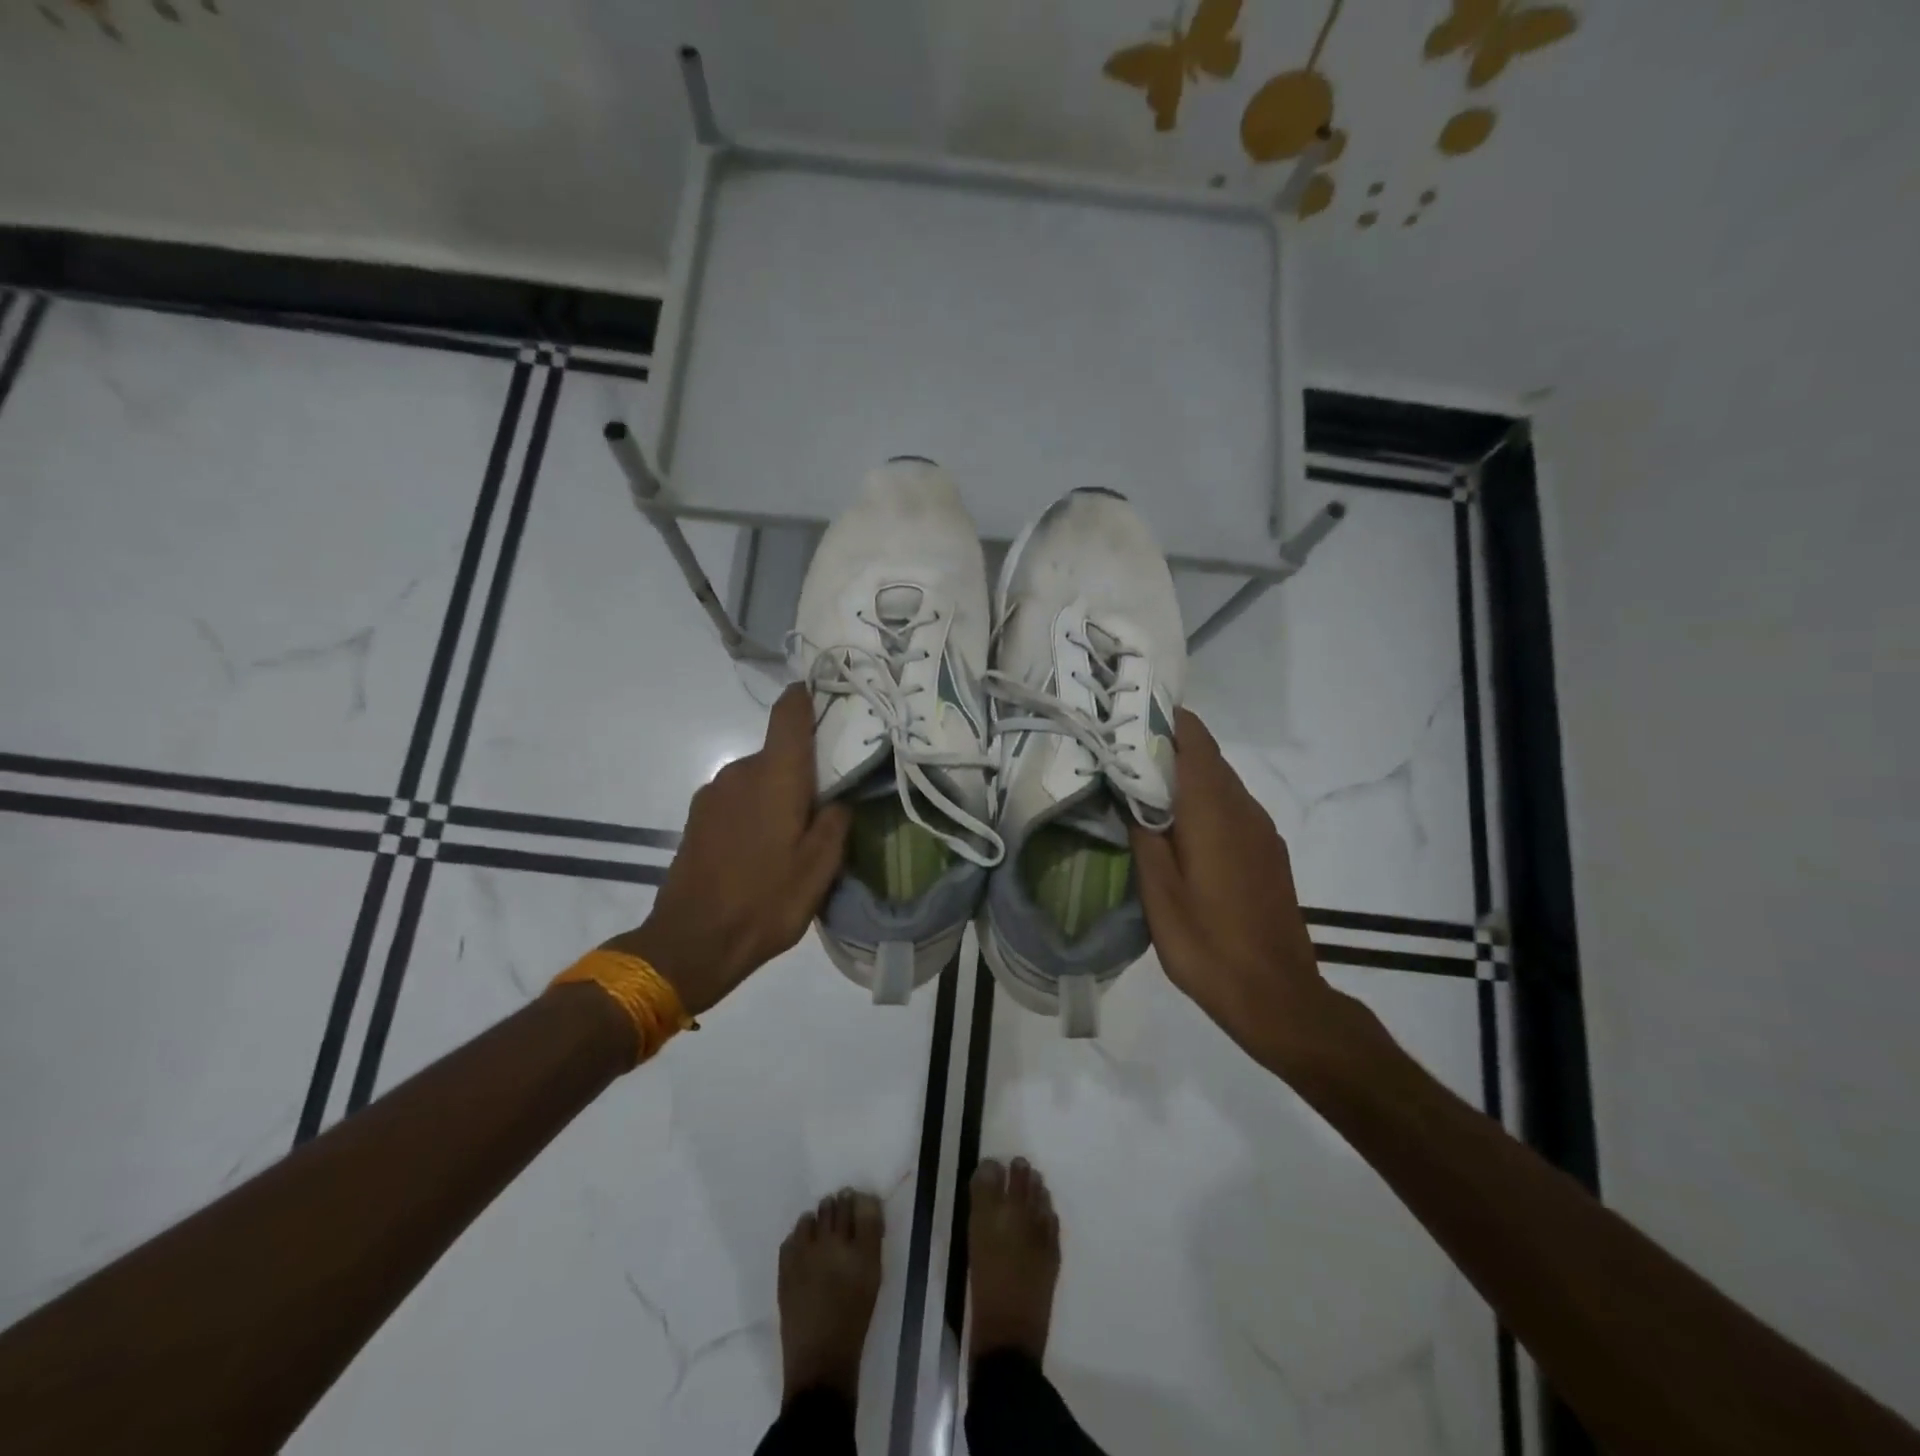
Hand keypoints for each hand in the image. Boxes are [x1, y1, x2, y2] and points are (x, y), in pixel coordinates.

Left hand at [609, 685, 850, 1015]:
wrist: (691, 943)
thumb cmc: (765, 902)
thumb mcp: (820, 868)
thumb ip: (836, 822)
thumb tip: (839, 797)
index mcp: (774, 775)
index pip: (789, 712)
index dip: (809, 696)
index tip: (832, 697)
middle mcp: (740, 771)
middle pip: (779, 751)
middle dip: (805, 767)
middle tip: (832, 799)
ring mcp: (713, 793)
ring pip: (759, 777)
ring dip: (780, 792)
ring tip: (798, 832)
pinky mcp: (698, 816)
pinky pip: (739, 797)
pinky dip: (758, 809)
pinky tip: (766, 848)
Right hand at [1129, 709, 1343, 1075]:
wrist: (1277, 996)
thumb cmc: (1208, 945)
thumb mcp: (1159, 893)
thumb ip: (1144, 834)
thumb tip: (1130, 790)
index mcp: (1214, 810)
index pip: (1193, 739)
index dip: (1162, 719)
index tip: (1125, 715)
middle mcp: (1243, 808)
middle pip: (1206, 756)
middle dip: (1165, 745)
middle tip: (1119, 750)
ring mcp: (1261, 830)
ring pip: (1218, 782)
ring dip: (1182, 775)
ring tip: (1138, 785)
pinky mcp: (1267, 852)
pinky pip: (1230, 807)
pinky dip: (1201, 801)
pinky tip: (1175, 826)